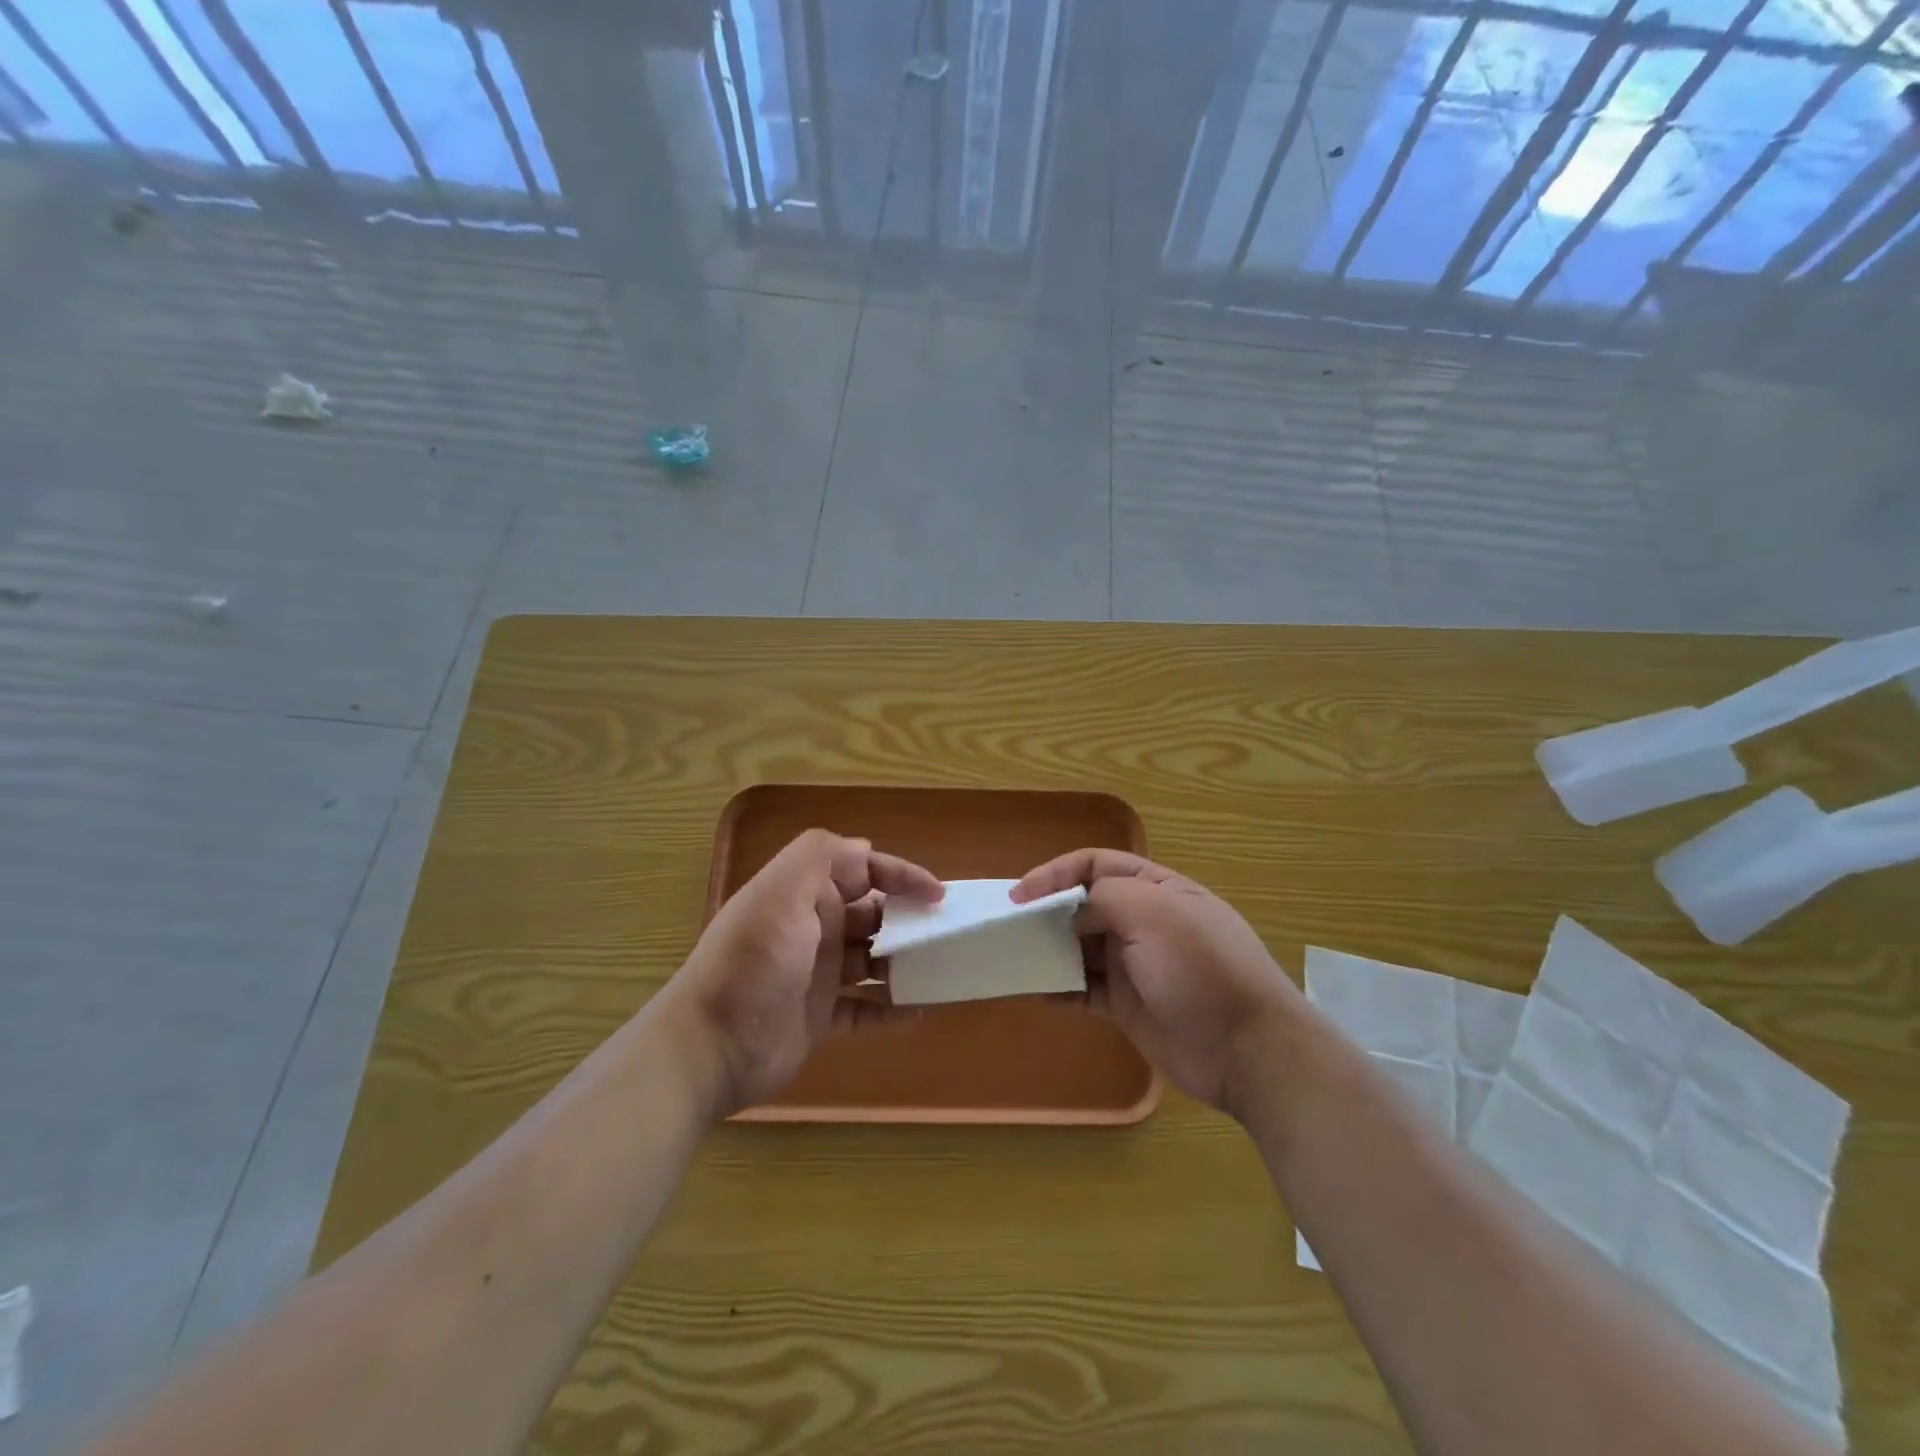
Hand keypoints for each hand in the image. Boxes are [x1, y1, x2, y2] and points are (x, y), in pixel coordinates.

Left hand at [666, 829, 941, 1116]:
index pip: (862, 870)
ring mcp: (817, 975)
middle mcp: (813, 928)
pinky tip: (919, 1012)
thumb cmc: (753, 964)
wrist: (708, 1048)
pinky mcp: (819, 1018)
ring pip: (873, 960)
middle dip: (908, 919)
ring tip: (941, 971)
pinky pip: (865, 1009)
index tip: (937, 895)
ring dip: (905, 962)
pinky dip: (891, 1009)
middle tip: (945, 934)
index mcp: (805, 894)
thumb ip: (821, 857)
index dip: (901, 875)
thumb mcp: (781, 893)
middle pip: (872, 914)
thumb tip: (866, 849)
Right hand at [1012, 850, 1301, 1117]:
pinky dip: (1060, 989)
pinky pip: (1084, 990)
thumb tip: (1072, 910)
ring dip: (1049, 949)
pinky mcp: (1127, 1006)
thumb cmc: (1200, 967)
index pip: (1096, 865)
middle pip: (1084, 905)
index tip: (1020, 894)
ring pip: (1080, 948)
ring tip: (1015, 956)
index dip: (1056, 873)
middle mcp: (1143, 921)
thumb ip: (1103, 898)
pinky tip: (1037, 993)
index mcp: (1156, 888)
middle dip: (1047, 911)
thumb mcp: (1153, 913)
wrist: (1246, 1050)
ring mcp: (1135, 965)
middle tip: (1010, 926)